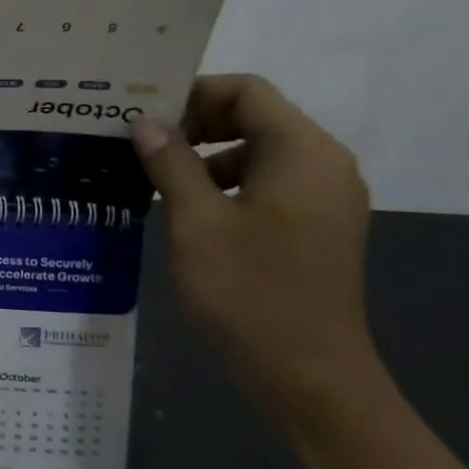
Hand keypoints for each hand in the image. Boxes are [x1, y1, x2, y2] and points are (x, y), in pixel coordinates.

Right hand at [132, 74, 390, 421]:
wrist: (309, 377)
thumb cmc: (250, 292)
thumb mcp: (196, 222)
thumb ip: (170, 164)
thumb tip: (146, 123)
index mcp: (302, 153)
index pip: (247, 91)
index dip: (193, 93)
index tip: (145, 115)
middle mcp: (323, 165)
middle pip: (255, 116)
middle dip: (196, 123)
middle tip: (143, 143)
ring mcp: (325, 198)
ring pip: (259, 151)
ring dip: (207, 155)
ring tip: (157, 178)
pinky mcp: (316, 227)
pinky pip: (269, 183)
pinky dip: (227, 183)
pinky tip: (189, 211)